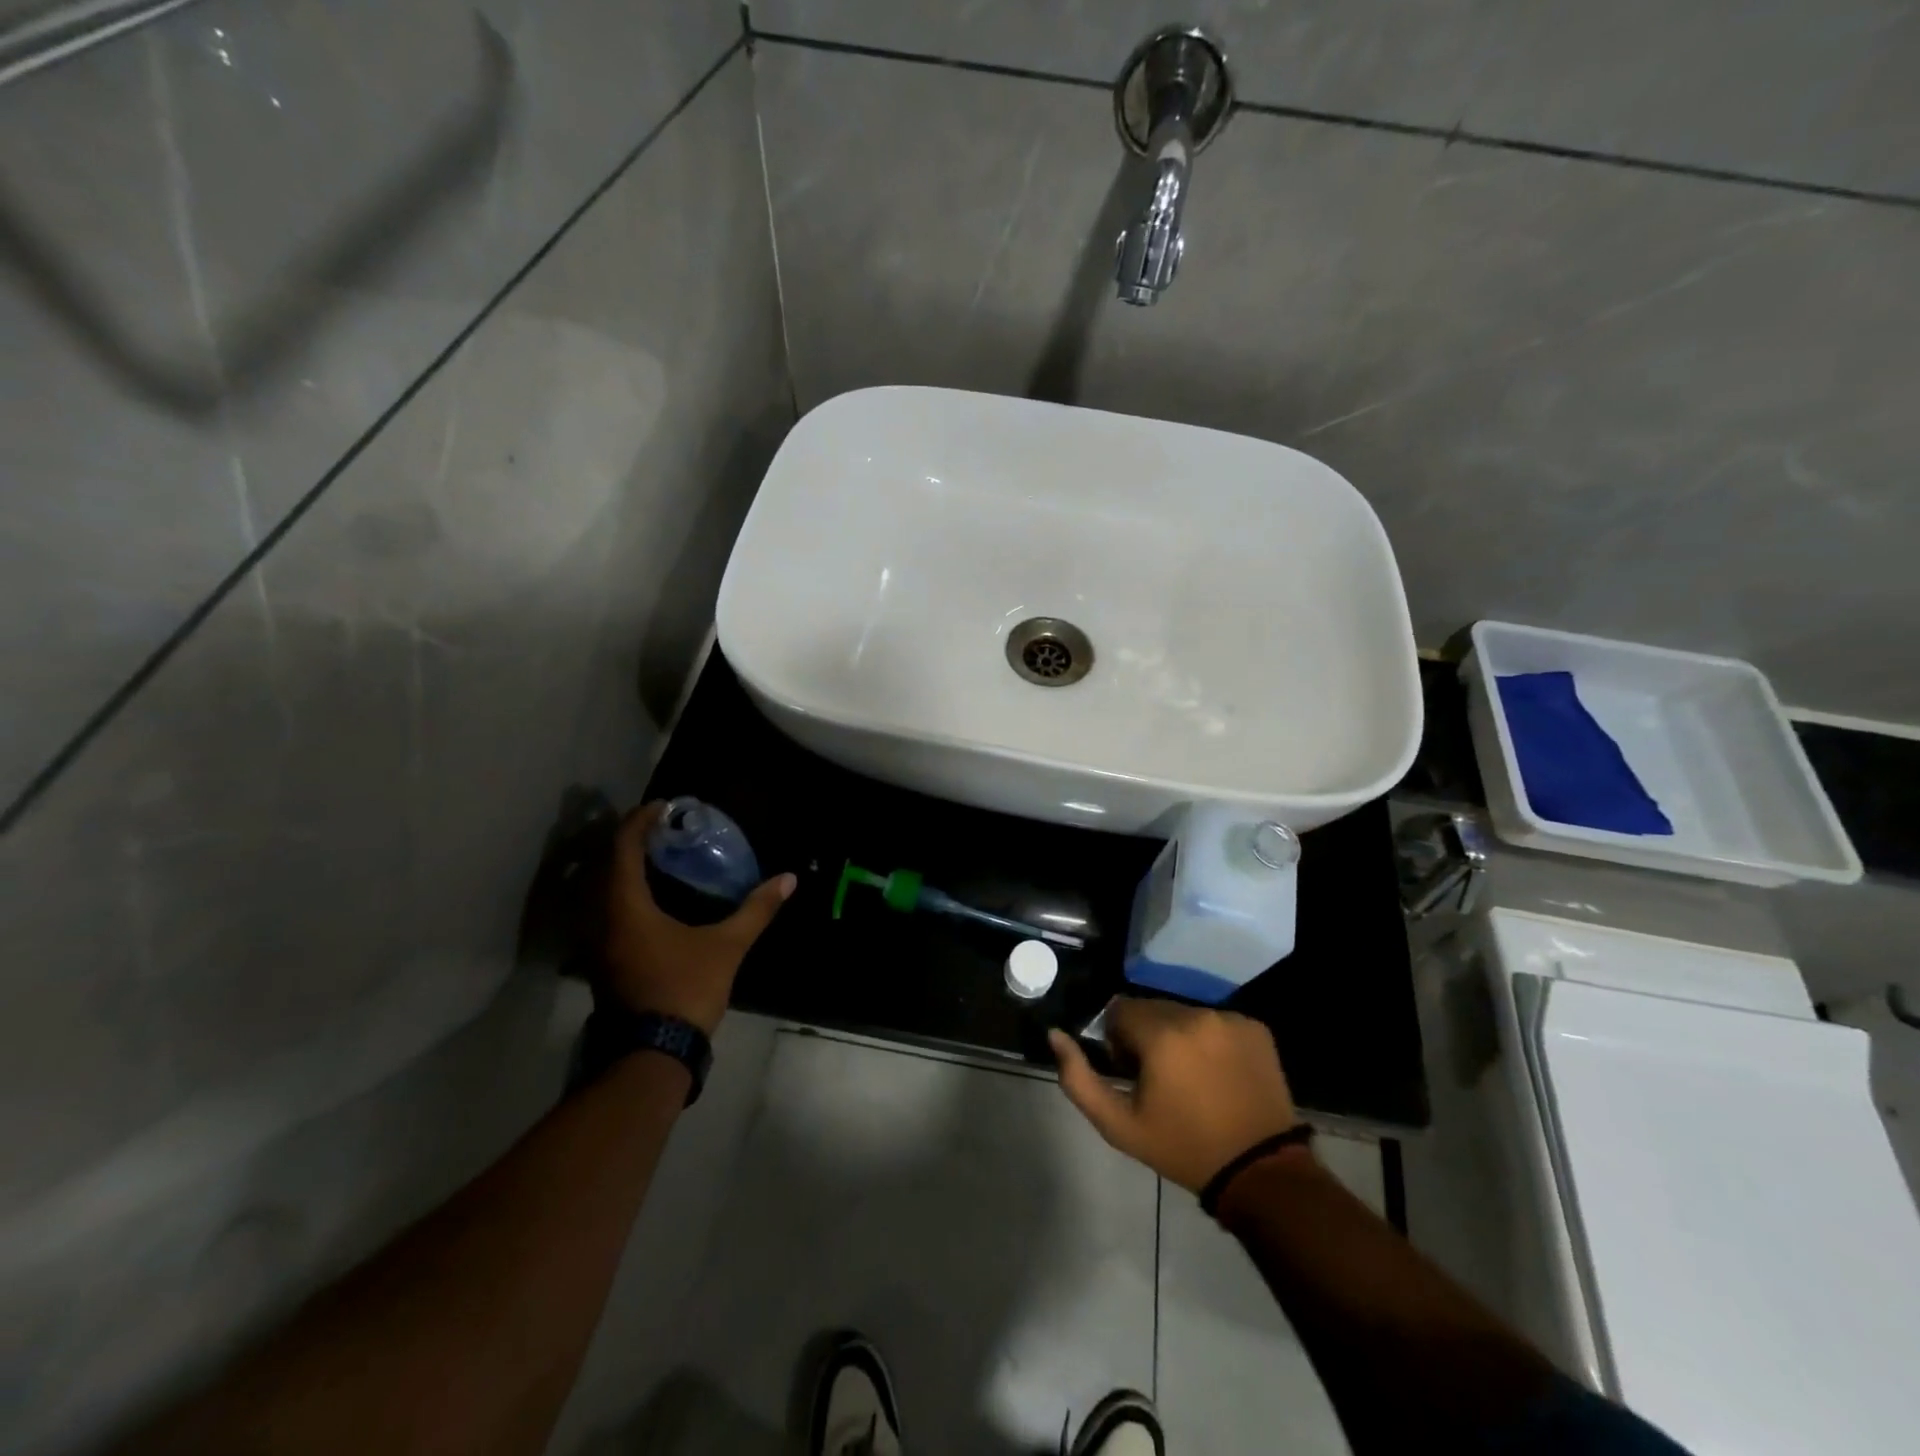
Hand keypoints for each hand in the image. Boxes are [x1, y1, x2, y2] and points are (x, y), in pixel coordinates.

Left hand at [603, 802, 795, 1032]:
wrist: (651, 1054)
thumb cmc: (685, 990)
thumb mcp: (727, 946)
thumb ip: (756, 909)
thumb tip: (788, 879)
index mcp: (625, 907)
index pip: (623, 847)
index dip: (641, 820)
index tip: (664, 806)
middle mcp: (602, 918)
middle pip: (608, 864)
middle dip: (634, 840)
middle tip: (665, 828)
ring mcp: (598, 943)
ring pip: (604, 890)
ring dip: (628, 867)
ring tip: (661, 857)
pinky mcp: (603, 961)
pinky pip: (608, 910)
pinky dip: (627, 892)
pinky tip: (655, 897)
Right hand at [1049, 999, 1303, 1191]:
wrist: (1259, 1172)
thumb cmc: (1182, 1148)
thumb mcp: (1119, 1125)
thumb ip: (1078, 1078)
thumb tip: (1055, 1035)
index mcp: (1161, 1034)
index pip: (1120, 1011)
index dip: (1119, 1041)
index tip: (1133, 1073)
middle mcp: (1195, 1015)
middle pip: (1152, 1008)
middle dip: (1148, 1036)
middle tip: (1161, 1078)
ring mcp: (1229, 1019)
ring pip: (1184, 1013)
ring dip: (1179, 1036)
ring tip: (1191, 1077)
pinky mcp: (1254, 1027)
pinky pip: (1217, 1021)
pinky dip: (1211, 1039)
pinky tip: (1219, 1073)